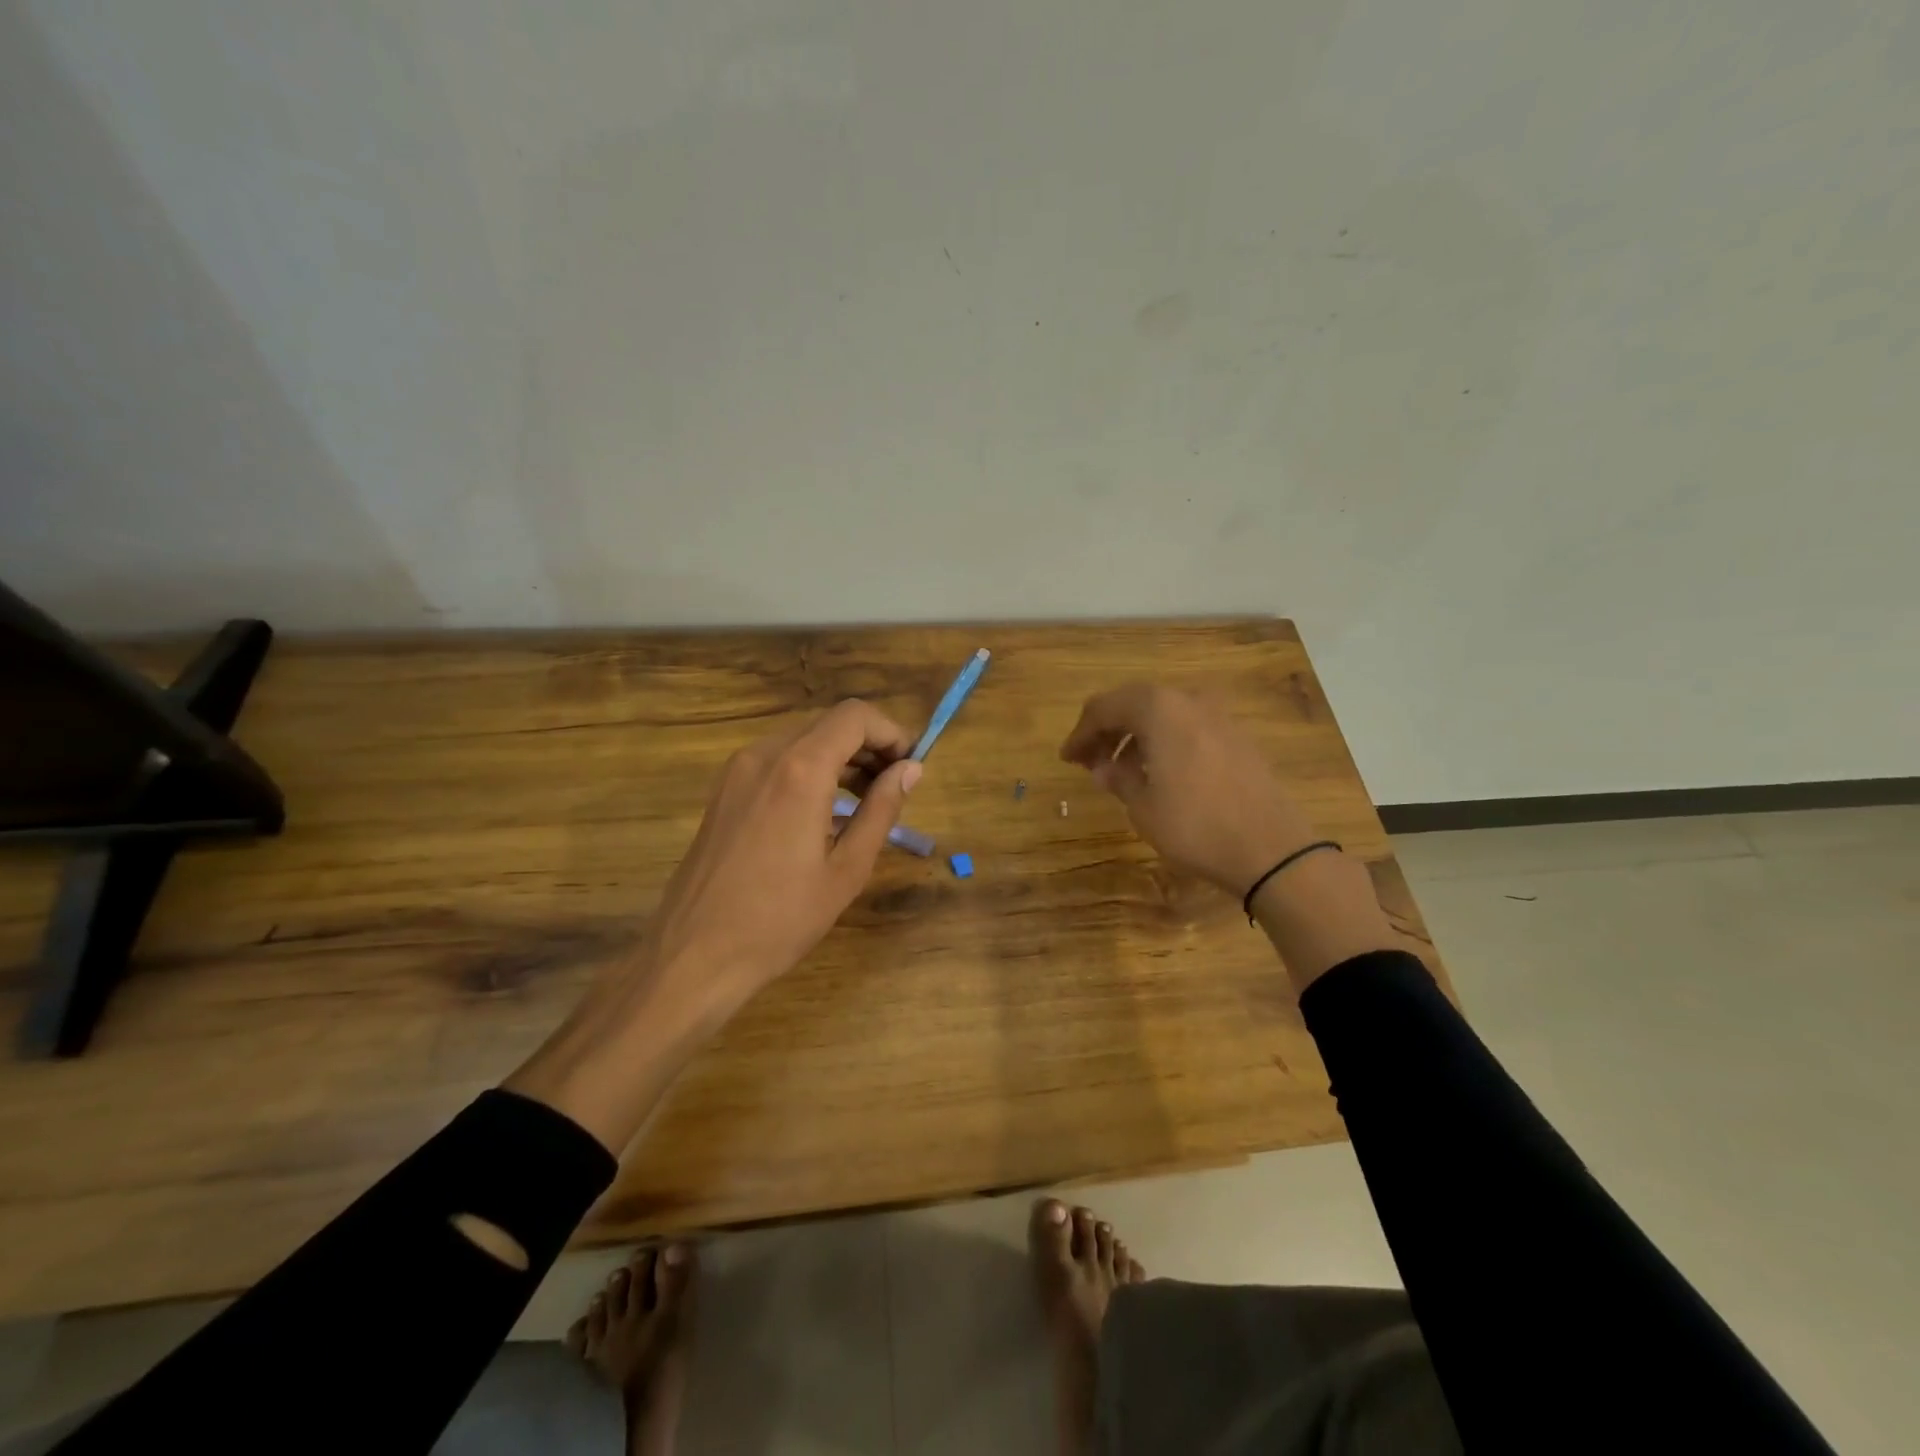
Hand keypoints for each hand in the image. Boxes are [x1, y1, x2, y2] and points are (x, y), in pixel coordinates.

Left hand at [645, 699, 921, 1017]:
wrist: (694, 954)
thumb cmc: (781, 919)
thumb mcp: (847, 869)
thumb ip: (882, 810)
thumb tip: (911, 770)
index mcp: (800, 770)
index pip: (855, 717)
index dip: (891, 732)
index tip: (910, 767)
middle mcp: (765, 755)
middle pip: (828, 724)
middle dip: (868, 746)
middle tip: (893, 787)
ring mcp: (737, 770)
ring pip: (802, 740)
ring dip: (839, 758)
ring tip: (863, 802)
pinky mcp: (724, 790)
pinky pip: (777, 761)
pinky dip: (809, 770)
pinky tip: (822, 812)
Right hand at [1059, 683, 1316, 895]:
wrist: (1271, 849)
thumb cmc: (1195, 825)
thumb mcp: (1142, 806)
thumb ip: (1117, 778)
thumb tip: (1104, 768)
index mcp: (1158, 708)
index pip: (1103, 708)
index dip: (1081, 733)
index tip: (1067, 758)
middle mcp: (1188, 699)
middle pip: (1134, 703)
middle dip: (1107, 730)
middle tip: (1089, 761)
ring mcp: (1218, 715)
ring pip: (1163, 714)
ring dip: (1136, 736)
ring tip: (1120, 771)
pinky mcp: (1237, 735)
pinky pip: (1187, 726)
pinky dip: (1164, 741)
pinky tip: (1158, 772)